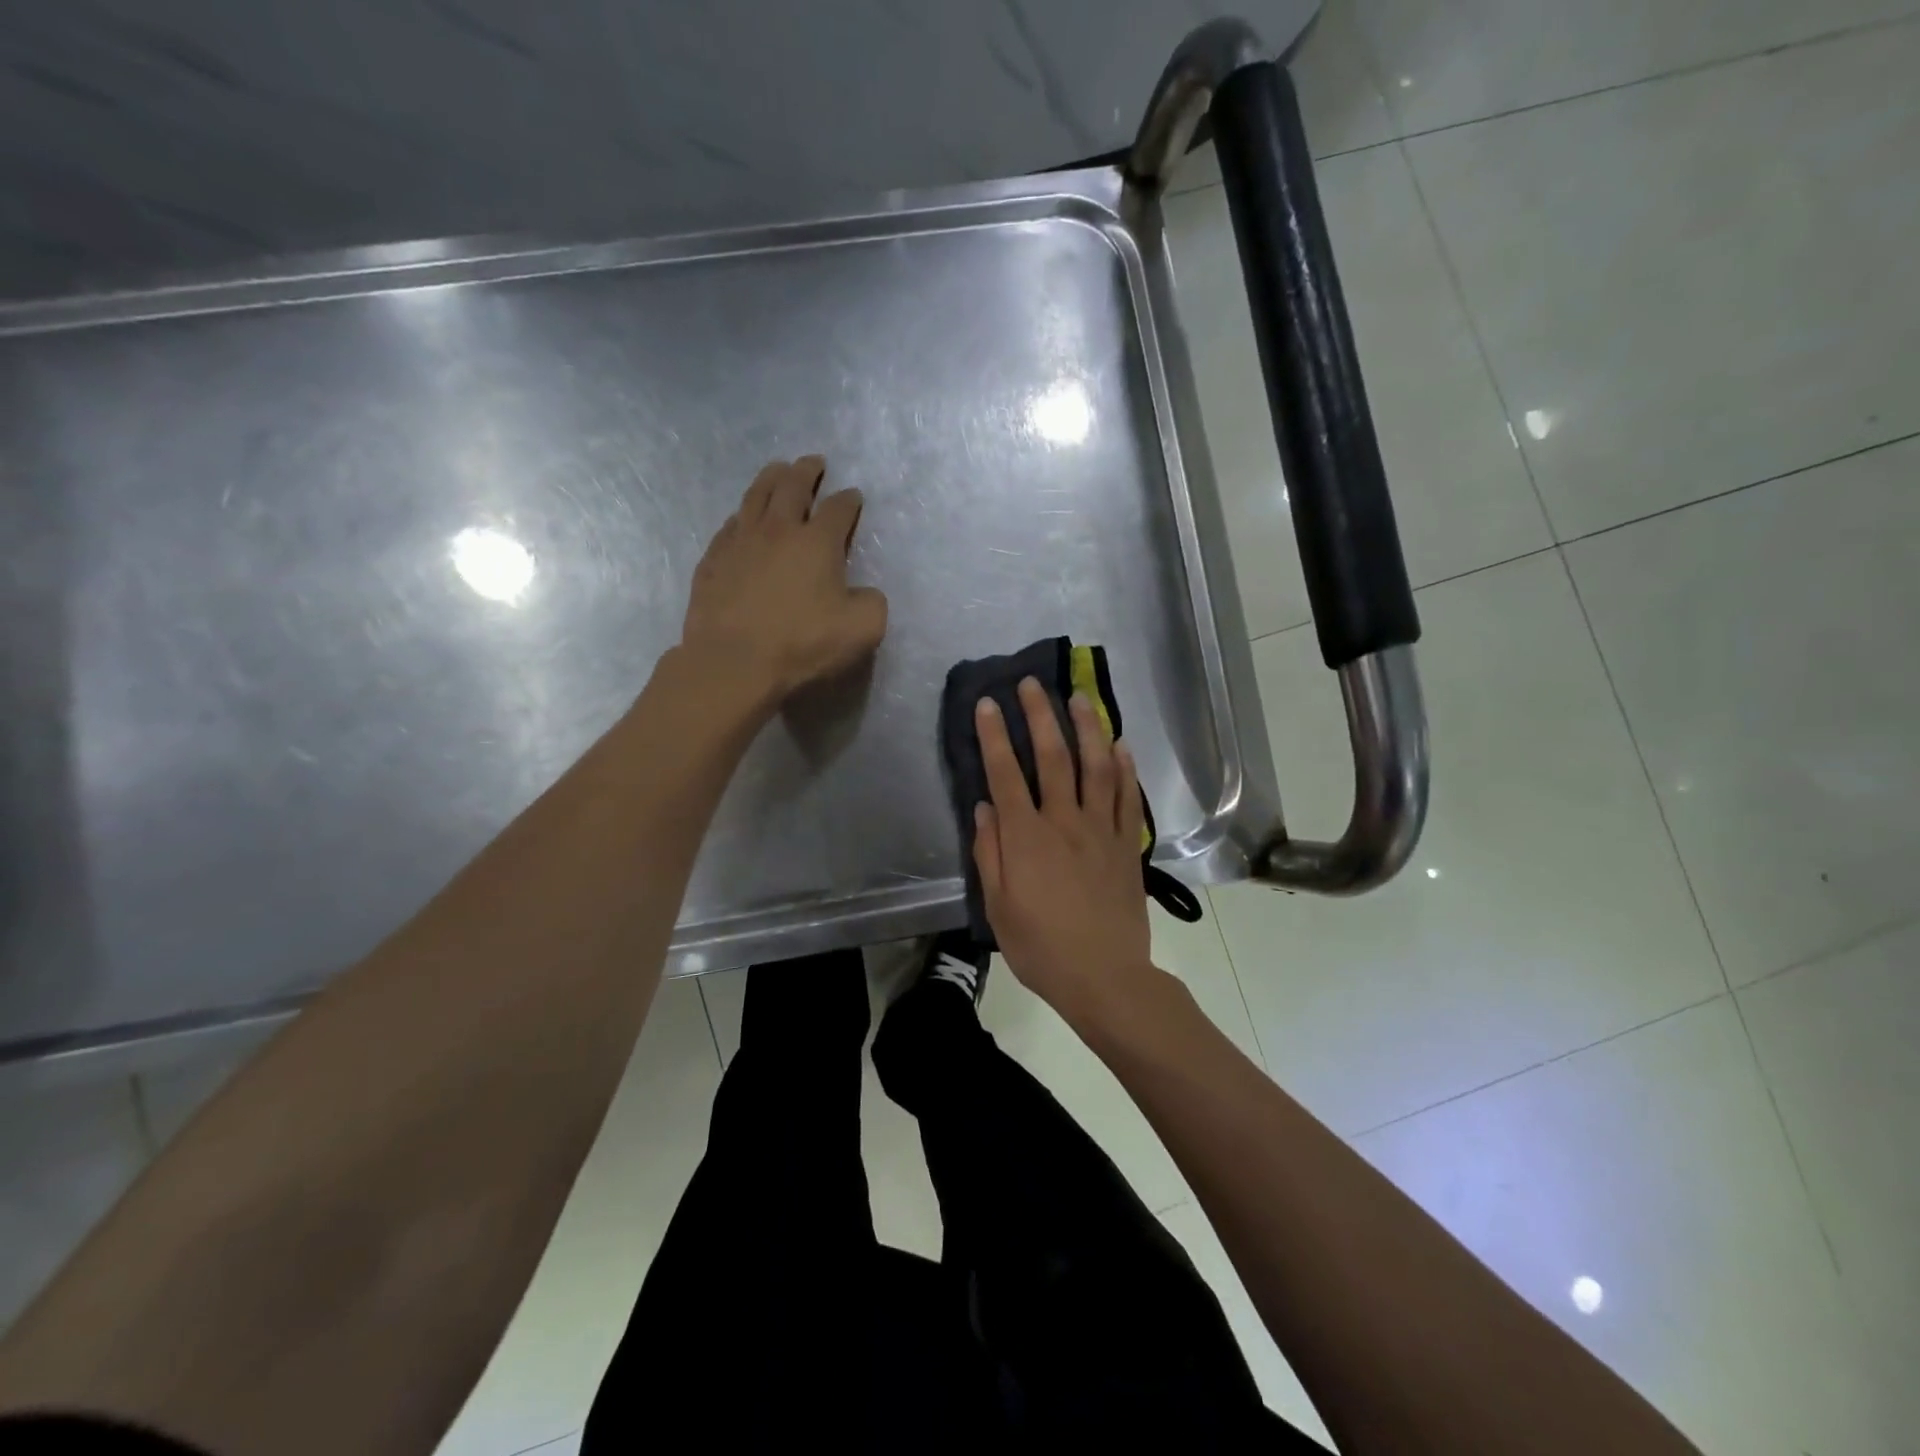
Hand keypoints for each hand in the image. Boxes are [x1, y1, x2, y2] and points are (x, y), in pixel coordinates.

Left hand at [680, 456, 887, 709]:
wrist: (733, 662)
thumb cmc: (802, 643)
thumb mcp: (862, 629)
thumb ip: (872, 604)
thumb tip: (865, 593)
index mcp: (818, 542)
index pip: (838, 509)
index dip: (849, 500)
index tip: (854, 496)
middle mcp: (778, 530)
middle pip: (793, 487)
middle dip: (807, 471)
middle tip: (814, 462)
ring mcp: (740, 542)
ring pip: (755, 497)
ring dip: (770, 478)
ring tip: (778, 470)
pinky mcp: (712, 562)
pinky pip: (728, 528)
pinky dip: (741, 517)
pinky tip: (741, 520)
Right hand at [972, 677, 1156, 1024]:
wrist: (1105, 978)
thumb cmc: (1041, 947)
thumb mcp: (999, 908)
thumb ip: (990, 853)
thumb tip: (984, 807)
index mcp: (1027, 838)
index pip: (1005, 774)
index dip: (994, 735)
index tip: (987, 703)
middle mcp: (1065, 822)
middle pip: (1052, 757)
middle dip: (1039, 715)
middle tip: (1031, 683)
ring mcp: (1102, 830)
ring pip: (1096, 766)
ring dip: (1086, 728)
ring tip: (1078, 698)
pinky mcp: (1128, 845)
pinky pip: (1129, 798)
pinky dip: (1125, 768)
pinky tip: (1120, 745)